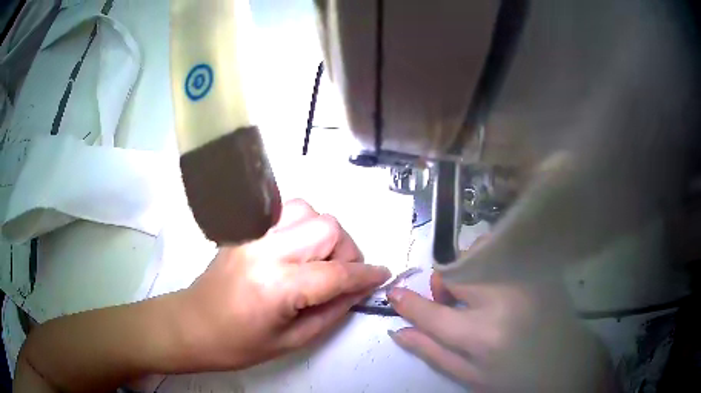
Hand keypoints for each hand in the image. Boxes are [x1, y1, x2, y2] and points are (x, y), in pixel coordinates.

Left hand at [180, 199, 390, 370]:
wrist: (191, 325)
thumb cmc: (238, 345)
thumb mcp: (292, 341)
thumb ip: (331, 312)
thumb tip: (359, 290)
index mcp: (278, 286)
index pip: (337, 273)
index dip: (366, 275)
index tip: (383, 276)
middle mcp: (266, 250)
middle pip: (327, 228)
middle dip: (347, 251)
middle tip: (342, 274)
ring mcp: (252, 234)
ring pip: (308, 210)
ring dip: (324, 233)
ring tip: (319, 260)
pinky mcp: (243, 230)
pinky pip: (284, 211)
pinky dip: (302, 224)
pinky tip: (298, 248)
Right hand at [388, 239, 614, 392]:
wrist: (565, 363)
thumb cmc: (515, 377)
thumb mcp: (470, 376)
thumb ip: (433, 352)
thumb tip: (399, 330)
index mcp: (484, 336)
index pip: (432, 314)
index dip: (409, 303)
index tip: (395, 294)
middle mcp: (505, 300)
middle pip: (456, 273)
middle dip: (445, 286)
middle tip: (452, 303)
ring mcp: (526, 278)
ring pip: (479, 253)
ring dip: (468, 271)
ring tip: (478, 294)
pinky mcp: (540, 268)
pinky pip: (504, 250)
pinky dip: (491, 262)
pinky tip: (499, 284)